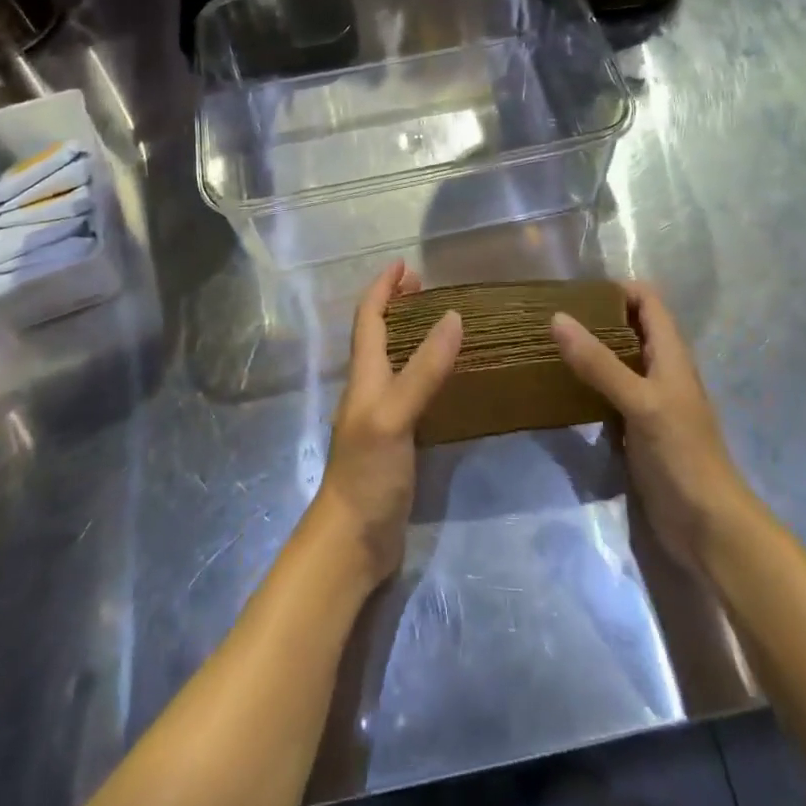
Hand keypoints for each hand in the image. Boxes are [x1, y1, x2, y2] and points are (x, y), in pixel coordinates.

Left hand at [310, 260, 461, 591]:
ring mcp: (381, 416)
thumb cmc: (367, 472)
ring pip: (394, 361)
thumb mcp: (395, 415)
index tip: (405, 264)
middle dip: (396, 305)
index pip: (369, 318)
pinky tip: (446, 380)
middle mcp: (369, 389)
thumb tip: (453, 317)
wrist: (353, 540)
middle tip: (426, 288)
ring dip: (411, 335)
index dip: (383, 288)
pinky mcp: (396, 440)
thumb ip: (423, 369)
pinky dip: (425, 371)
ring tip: (441, 322)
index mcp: (364, 376)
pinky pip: (410, 391)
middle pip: (378, 335)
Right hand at [551, 283, 751, 570]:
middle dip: (595, 318)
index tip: (574, 292)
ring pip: (617, 361)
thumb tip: (557, 318)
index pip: (647, 301)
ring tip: (547, 346)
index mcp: (670, 354)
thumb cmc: (681, 454)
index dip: (616, 288)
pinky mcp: (637, 429)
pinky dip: (588, 384)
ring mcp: (649, 401)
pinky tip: (560, 388)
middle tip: (551, 317)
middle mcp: (660, 370)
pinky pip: (609, 394)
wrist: (707, 526)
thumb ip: (599, 362)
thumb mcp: (639, 402)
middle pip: (630, 328)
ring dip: (589, 351)